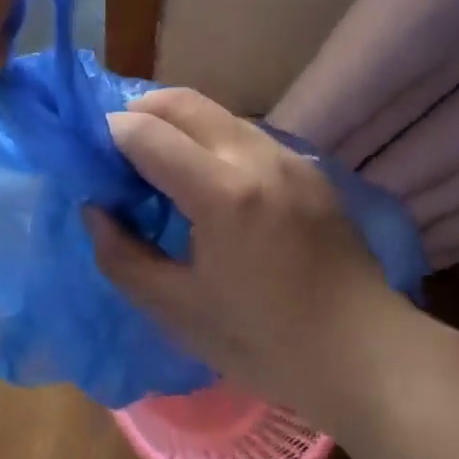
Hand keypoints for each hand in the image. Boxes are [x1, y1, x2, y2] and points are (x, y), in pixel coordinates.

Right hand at [87, 88, 410, 412]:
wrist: (368, 356)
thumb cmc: (266, 344)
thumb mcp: (179, 313)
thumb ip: (122, 256)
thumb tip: (94, 209)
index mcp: (223, 193)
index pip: (146, 133)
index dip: (108, 136)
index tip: (91, 159)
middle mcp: (257, 157)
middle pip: (182, 102)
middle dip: (138, 112)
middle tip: (116, 150)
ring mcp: (289, 157)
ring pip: (215, 113)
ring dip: (176, 123)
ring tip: (158, 165)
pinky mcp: (308, 168)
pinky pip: (244, 133)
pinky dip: (209, 139)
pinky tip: (206, 183)